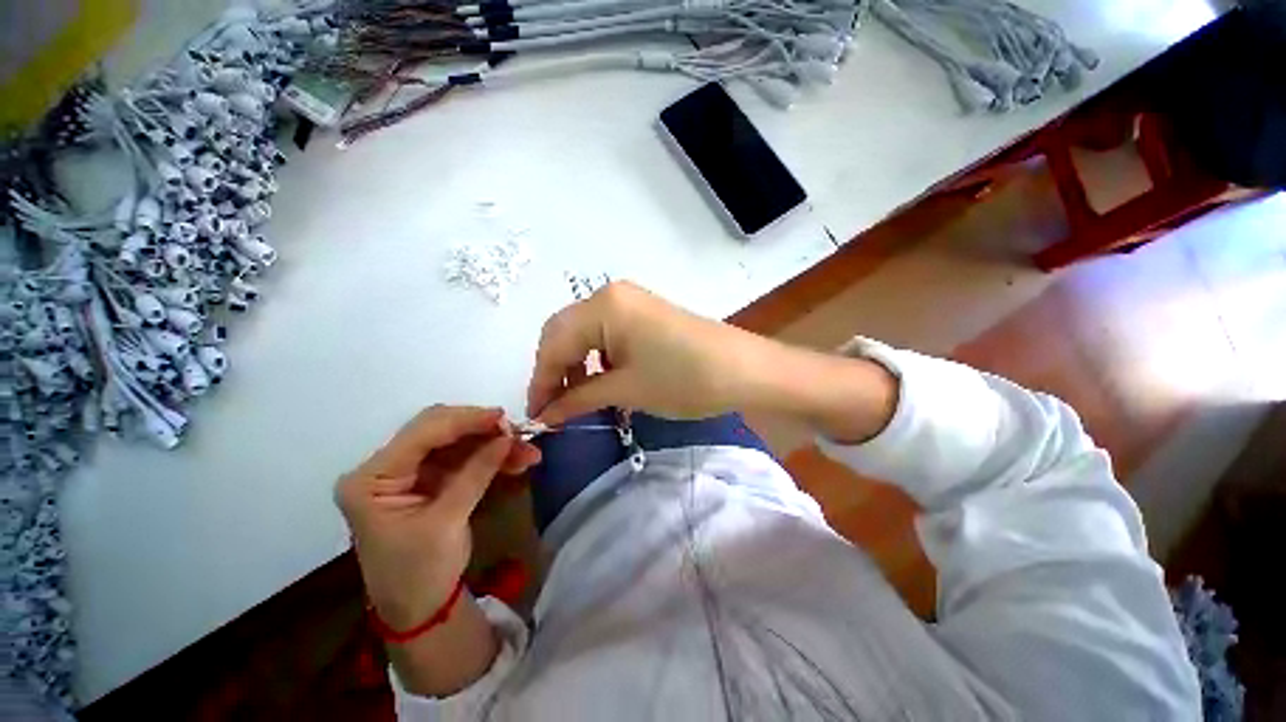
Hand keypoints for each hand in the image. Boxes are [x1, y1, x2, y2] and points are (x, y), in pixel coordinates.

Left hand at [335, 406, 540, 629]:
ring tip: (526, 451)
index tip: (504, 417)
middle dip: (481, 429)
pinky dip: (490, 456)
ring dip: (492, 443)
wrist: (418, 610)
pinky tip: (515, 460)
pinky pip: (463, 457)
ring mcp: (408, 472)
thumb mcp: (447, 522)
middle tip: (517, 432)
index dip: (465, 420)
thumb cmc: (419, 573)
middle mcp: (385, 468)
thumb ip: (476, 473)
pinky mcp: (428, 479)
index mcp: (371, 479)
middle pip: (438, 430)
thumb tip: (507, 437)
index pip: (421, 433)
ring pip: (456, 442)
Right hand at [527, 282, 899, 442]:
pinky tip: (601, 380)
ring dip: (575, 365)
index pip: (554, 345)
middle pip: (564, 333)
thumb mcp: (627, 390)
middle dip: (555, 371)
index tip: (535, 416)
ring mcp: (630, 302)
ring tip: (577, 399)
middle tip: (553, 408)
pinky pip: (607, 334)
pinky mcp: (644, 314)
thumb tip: (546, 416)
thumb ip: (579, 398)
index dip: (541, 382)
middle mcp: (611, 295)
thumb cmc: (684, 379)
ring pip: (585, 334)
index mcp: (602, 306)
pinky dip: (597, 358)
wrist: (744, 369)